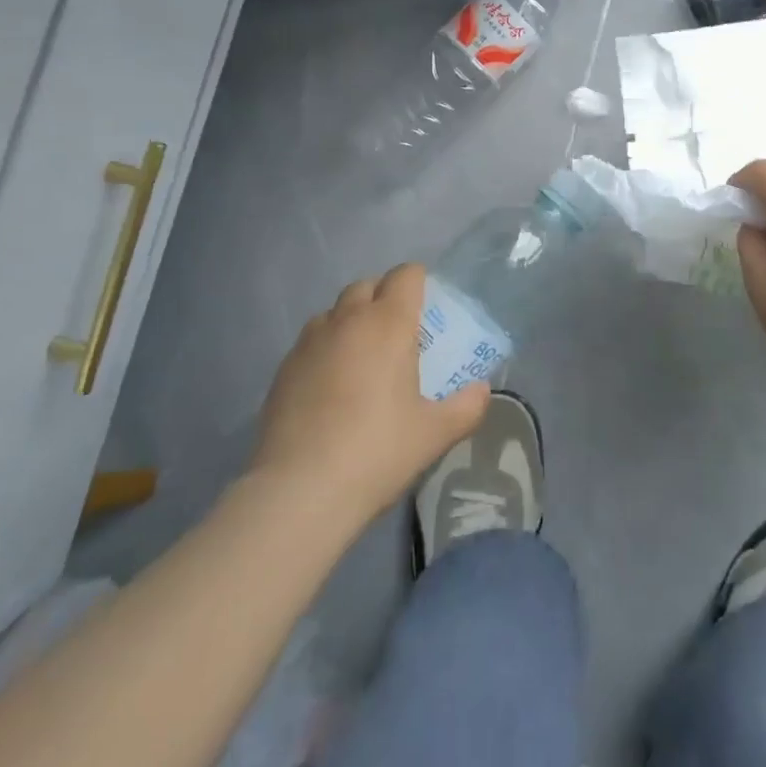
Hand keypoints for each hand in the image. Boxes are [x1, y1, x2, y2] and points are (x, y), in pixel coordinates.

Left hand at [247, 263, 489, 524]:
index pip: (405, 275)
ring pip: (335, 311)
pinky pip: (311, 341)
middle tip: (399, 334)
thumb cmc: (377, 452)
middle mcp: (347, 320)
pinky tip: (331, 387)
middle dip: (384, 298)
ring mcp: (310, 342)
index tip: (428, 309)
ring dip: (352, 321)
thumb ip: (467, 407)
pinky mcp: (283, 368)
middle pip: (367, 285)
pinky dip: (326, 349)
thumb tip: (482, 390)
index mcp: (388, 324)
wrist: (298, 491)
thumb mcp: (435, 434)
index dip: (419, 282)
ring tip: (363, 359)